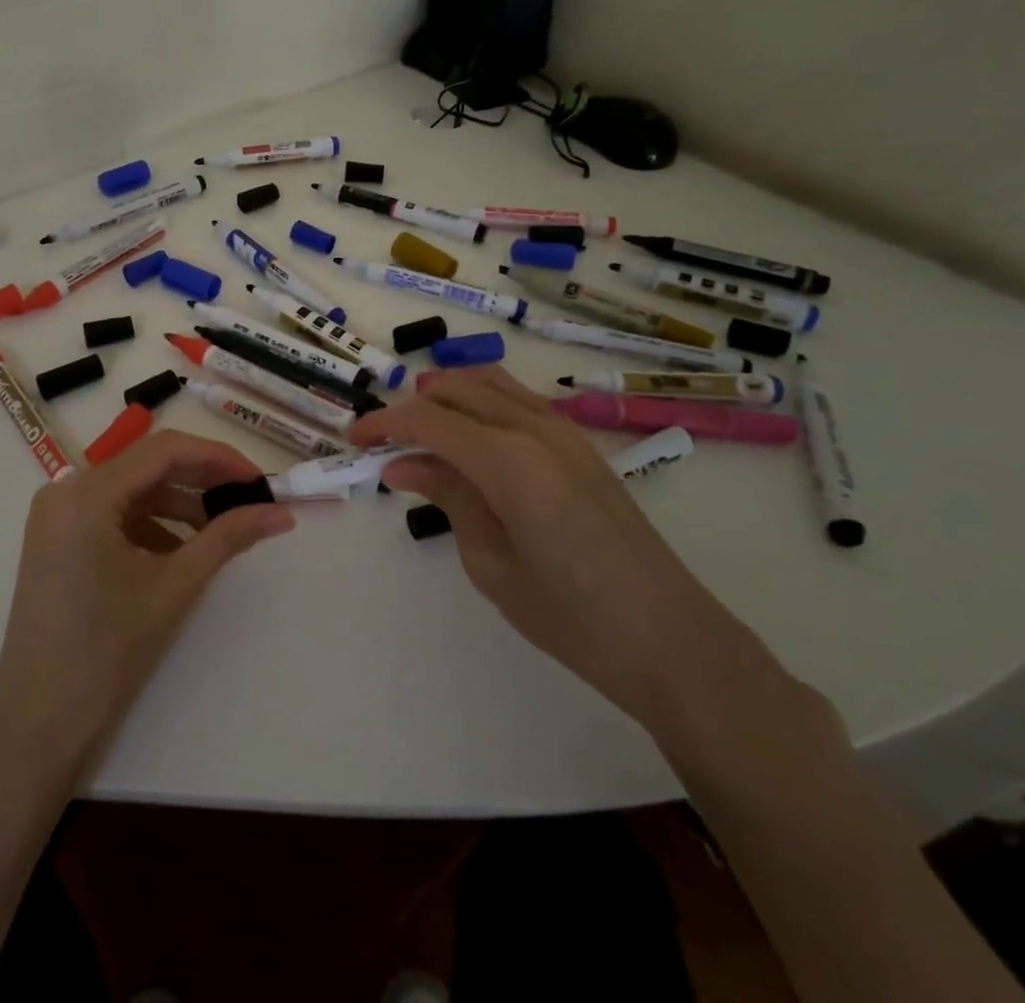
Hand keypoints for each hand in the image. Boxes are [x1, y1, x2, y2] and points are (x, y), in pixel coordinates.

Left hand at [0, 430, 293, 784]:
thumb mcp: (175, 587)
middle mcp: (65, 491)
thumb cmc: (107, 652)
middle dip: (202, 480)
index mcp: (86, 493)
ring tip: (224, 529)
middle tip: (251, 499)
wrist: (39, 725)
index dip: (218, 458)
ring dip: (180, 504)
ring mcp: (57, 516)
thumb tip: (282, 513)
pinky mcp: (58, 540)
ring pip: (133, 491)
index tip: (261, 480)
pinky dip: (153, 525)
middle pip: (147, 466)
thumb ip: (229, 537)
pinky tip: (183, 551)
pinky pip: (114, 515)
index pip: (164, 449)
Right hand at [350, 366, 741, 730]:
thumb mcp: (490, 562)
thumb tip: (401, 465)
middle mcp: (534, 429)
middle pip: (457, 389)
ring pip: (490, 384)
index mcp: (508, 459)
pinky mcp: (580, 445)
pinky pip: (518, 401)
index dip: (385, 423)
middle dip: (411, 405)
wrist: (670, 639)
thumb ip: (448, 497)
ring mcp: (563, 432)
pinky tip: (469, 437)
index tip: (354, 439)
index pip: (428, 419)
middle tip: (382, 439)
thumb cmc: (571, 616)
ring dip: (448, 395)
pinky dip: (481, 403)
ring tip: (419, 430)